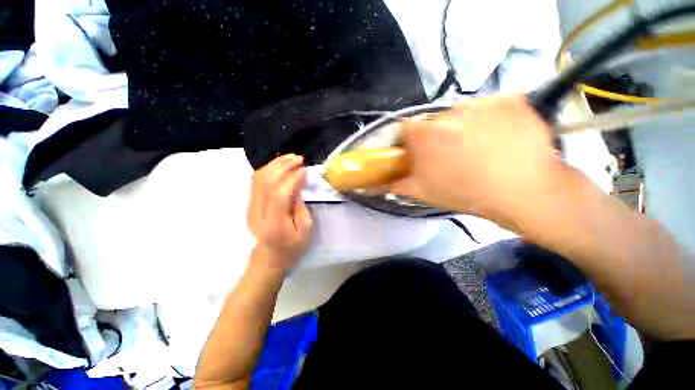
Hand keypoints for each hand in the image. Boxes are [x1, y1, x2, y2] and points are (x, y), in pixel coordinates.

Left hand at [247, 154, 313, 270]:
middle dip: (283, 166)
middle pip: (265, 182)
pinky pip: (256, 181)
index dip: (292, 178)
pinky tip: (280, 165)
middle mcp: (258, 214)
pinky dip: (268, 170)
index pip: (279, 194)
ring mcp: (250, 208)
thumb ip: (301, 205)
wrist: (271, 257)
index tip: (304, 169)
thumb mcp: (306, 229)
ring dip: (274, 164)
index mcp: (274, 224)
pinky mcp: (250, 204)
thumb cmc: (293, 247)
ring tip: (290, 157)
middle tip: (298, 158)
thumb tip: (297, 183)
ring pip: (258, 178)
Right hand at [390, 95, 565, 226]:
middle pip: (434, 121)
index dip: (410, 140)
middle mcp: (449, 112)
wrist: (524, 192)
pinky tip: (500, 137)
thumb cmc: (465, 193)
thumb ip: (396, 185)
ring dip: (464, 126)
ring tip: (478, 148)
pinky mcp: (509, 100)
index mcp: (425, 135)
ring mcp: (481, 103)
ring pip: (462, 113)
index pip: (405, 128)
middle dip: (437, 136)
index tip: (418, 151)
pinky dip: (491, 119)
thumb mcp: (423, 193)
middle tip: (450, 154)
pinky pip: (491, 107)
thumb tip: (377, 185)